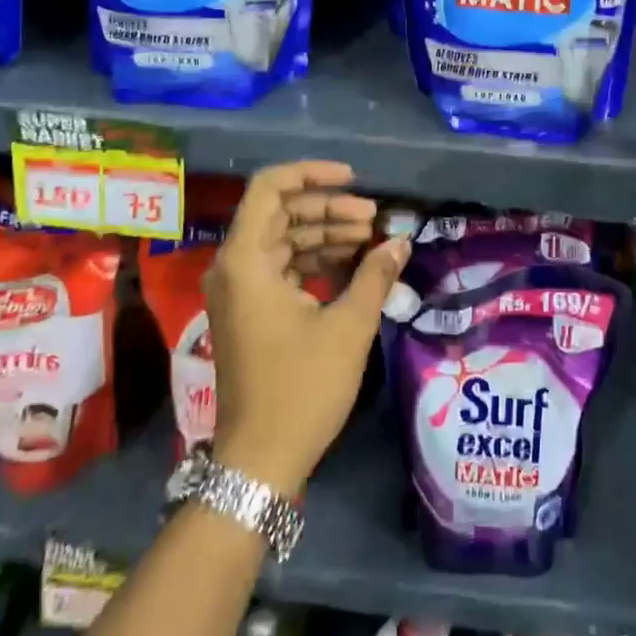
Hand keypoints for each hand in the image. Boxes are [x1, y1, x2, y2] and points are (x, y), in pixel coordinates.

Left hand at [205, 161, 410, 496]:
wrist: (259, 461)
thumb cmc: (301, 388)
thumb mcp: (348, 326)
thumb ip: (375, 275)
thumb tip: (401, 241)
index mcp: (246, 260)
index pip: (269, 187)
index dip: (311, 174)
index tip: (353, 180)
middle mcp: (234, 266)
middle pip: (280, 212)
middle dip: (329, 209)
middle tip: (374, 218)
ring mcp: (239, 290)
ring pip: (283, 239)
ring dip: (325, 234)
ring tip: (370, 240)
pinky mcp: (250, 310)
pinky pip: (281, 266)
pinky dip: (314, 260)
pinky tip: (352, 266)